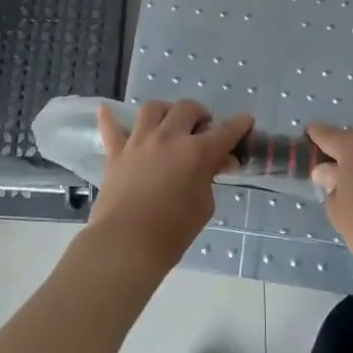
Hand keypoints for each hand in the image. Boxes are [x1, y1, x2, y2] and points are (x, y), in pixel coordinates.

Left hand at [89, 99, 252, 277]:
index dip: (239, 124)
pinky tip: (107, 109)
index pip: (225, 131)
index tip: (246, 121)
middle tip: (203, 130)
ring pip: (153, 109)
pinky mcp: (116, 153)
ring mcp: (139, 141)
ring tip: (169, 123)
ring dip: (166, 111)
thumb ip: (209, 179)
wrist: (126, 244)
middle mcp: (169, 137)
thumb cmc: (172, 232)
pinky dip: (110, 118)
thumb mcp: (203, 206)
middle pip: (187, 108)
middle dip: (200, 115)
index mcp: (196, 152)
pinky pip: (111, 128)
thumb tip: (214, 163)